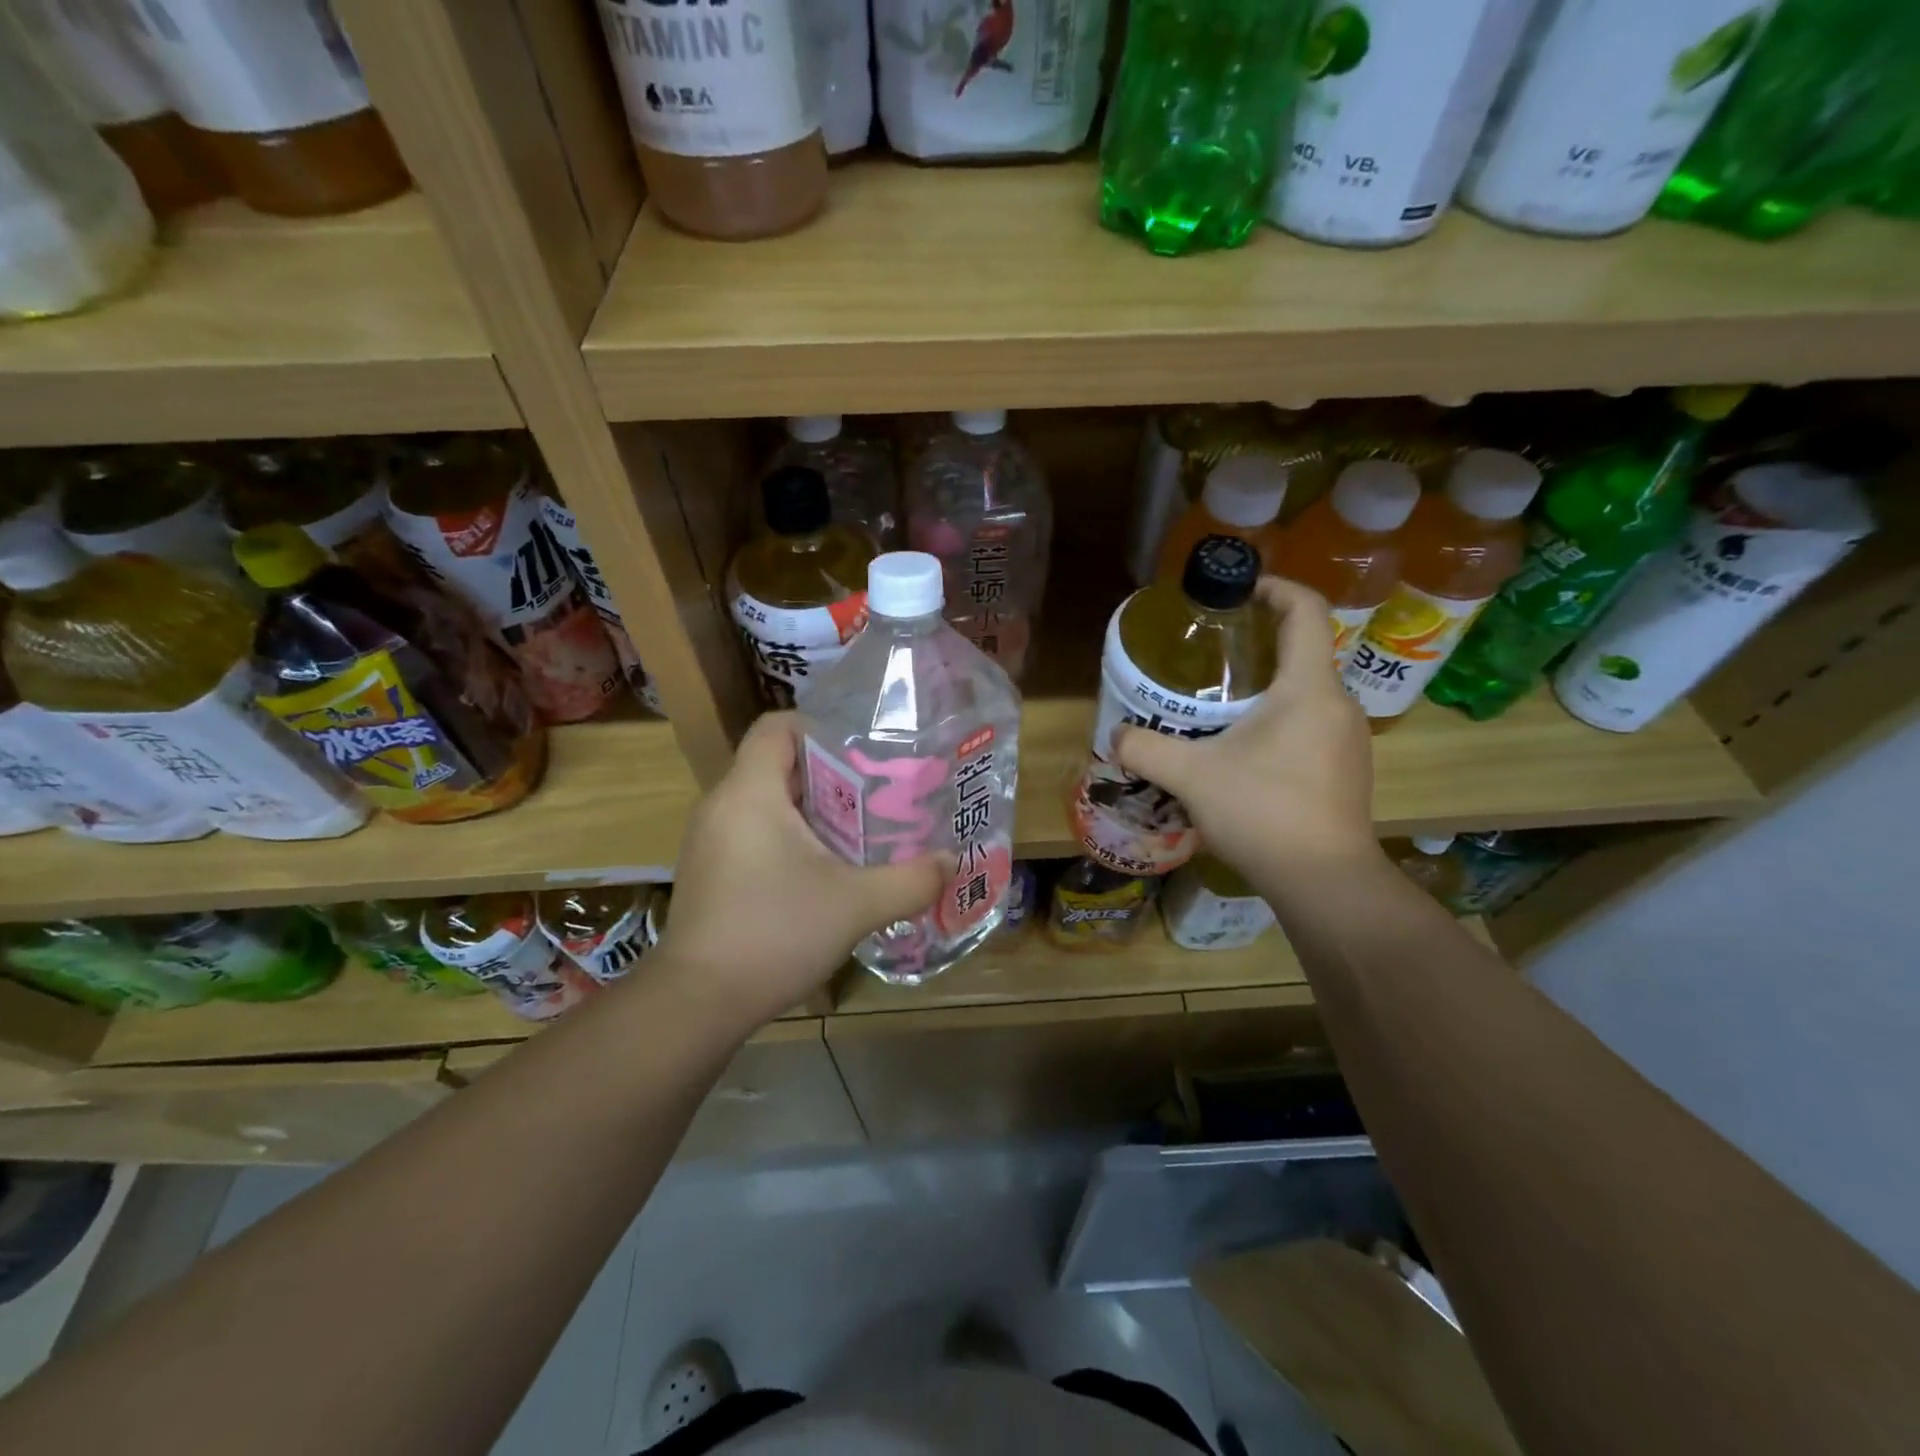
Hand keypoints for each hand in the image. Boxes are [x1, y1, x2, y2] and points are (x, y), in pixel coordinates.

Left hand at [656, 712, 944, 1026]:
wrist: (697, 1002)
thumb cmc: (775, 933)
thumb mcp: (856, 905)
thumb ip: (910, 880)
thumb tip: (949, 863)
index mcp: (750, 791)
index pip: (777, 726)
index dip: (820, 726)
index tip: (864, 749)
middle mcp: (722, 805)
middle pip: (779, 764)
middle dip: (831, 774)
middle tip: (878, 793)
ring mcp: (709, 840)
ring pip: (767, 802)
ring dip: (812, 810)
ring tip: (860, 831)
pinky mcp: (709, 872)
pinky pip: (753, 833)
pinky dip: (789, 838)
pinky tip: (824, 872)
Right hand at [1115, 576, 1378, 884]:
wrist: (1325, 881)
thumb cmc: (1263, 812)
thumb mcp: (1191, 776)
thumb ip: (1146, 749)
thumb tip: (1117, 736)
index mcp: (1308, 688)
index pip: (1306, 610)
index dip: (1274, 588)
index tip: (1238, 592)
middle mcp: (1338, 704)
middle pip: (1304, 651)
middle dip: (1259, 643)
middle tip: (1210, 657)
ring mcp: (1349, 739)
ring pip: (1307, 692)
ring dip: (1268, 688)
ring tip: (1220, 706)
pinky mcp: (1347, 769)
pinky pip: (1313, 724)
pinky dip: (1280, 720)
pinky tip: (1246, 753)